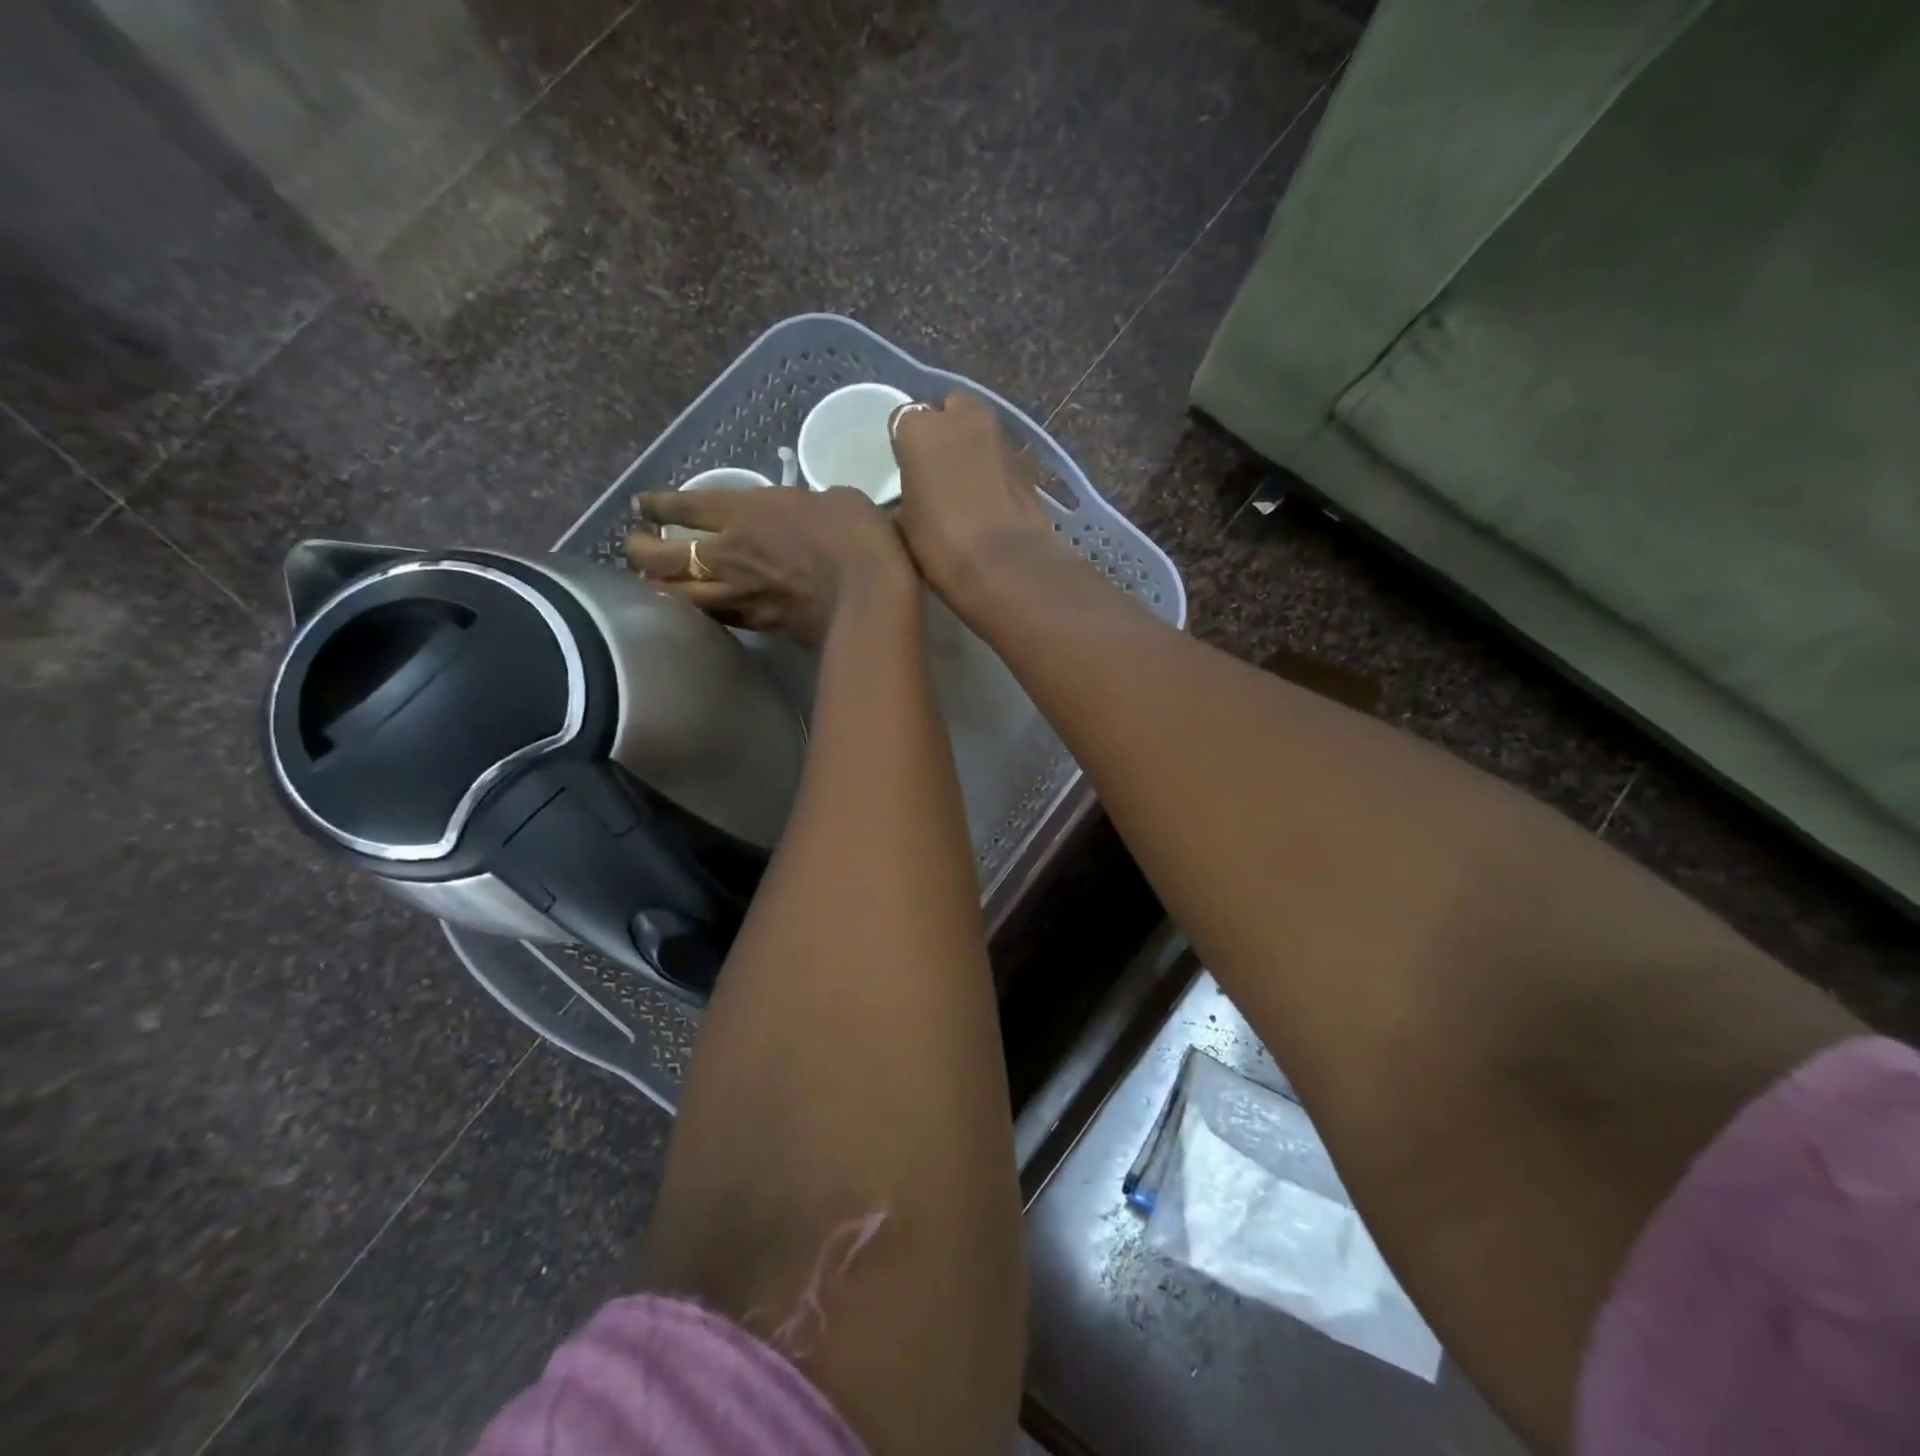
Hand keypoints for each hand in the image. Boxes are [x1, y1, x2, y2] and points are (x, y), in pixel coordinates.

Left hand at [625, 485, 912, 645]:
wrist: (870, 593)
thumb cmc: (856, 534)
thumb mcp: (832, 500)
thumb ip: (803, 506)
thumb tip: (803, 516)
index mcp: (743, 511)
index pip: (681, 506)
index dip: (656, 505)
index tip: (642, 507)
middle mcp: (728, 552)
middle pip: (661, 557)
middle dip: (641, 551)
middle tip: (638, 547)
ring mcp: (740, 593)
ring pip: (678, 596)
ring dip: (660, 589)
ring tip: (656, 585)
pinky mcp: (758, 623)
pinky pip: (716, 618)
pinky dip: (700, 613)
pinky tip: (700, 610)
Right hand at [889, 391, 1061, 613]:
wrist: (1007, 566)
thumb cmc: (942, 546)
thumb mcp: (904, 525)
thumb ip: (905, 496)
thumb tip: (910, 500)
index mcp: (919, 429)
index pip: (903, 420)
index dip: (906, 447)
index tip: (907, 472)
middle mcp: (962, 418)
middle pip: (949, 411)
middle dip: (944, 431)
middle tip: (938, 471)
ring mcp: (1000, 435)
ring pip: (978, 431)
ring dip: (971, 450)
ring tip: (964, 488)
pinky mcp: (1027, 461)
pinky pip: (1000, 456)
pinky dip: (993, 469)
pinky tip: (988, 500)